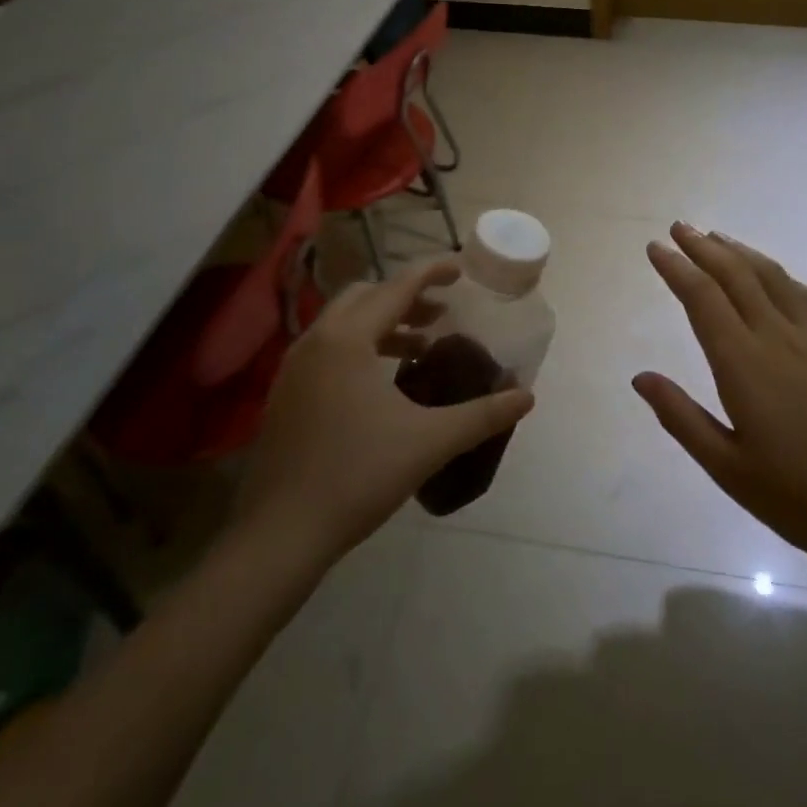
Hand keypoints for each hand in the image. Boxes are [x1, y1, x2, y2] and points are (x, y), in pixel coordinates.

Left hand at [233, 260, 534, 558]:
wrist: (279, 535)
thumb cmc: (357, 476)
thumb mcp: (428, 442)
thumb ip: (481, 415)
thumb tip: (526, 397)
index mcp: (348, 338)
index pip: (397, 287)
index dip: (431, 272)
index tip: (460, 270)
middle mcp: (316, 340)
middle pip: (366, 296)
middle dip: (406, 298)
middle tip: (441, 314)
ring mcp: (294, 367)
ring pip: (344, 323)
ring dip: (383, 324)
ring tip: (419, 348)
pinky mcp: (286, 394)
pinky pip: (328, 348)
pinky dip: (360, 347)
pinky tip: (382, 384)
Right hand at [635, 223, 806, 571]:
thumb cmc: (800, 497)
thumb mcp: (728, 469)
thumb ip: (682, 417)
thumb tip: (640, 377)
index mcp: (743, 364)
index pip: (702, 298)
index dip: (676, 268)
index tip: (657, 248)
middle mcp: (777, 336)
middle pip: (735, 275)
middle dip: (703, 247)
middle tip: (679, 227)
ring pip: (771, 276)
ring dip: (739, 252)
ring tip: (717, 237)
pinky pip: (805, 294)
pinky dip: (778, 273)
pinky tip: (771, 274)